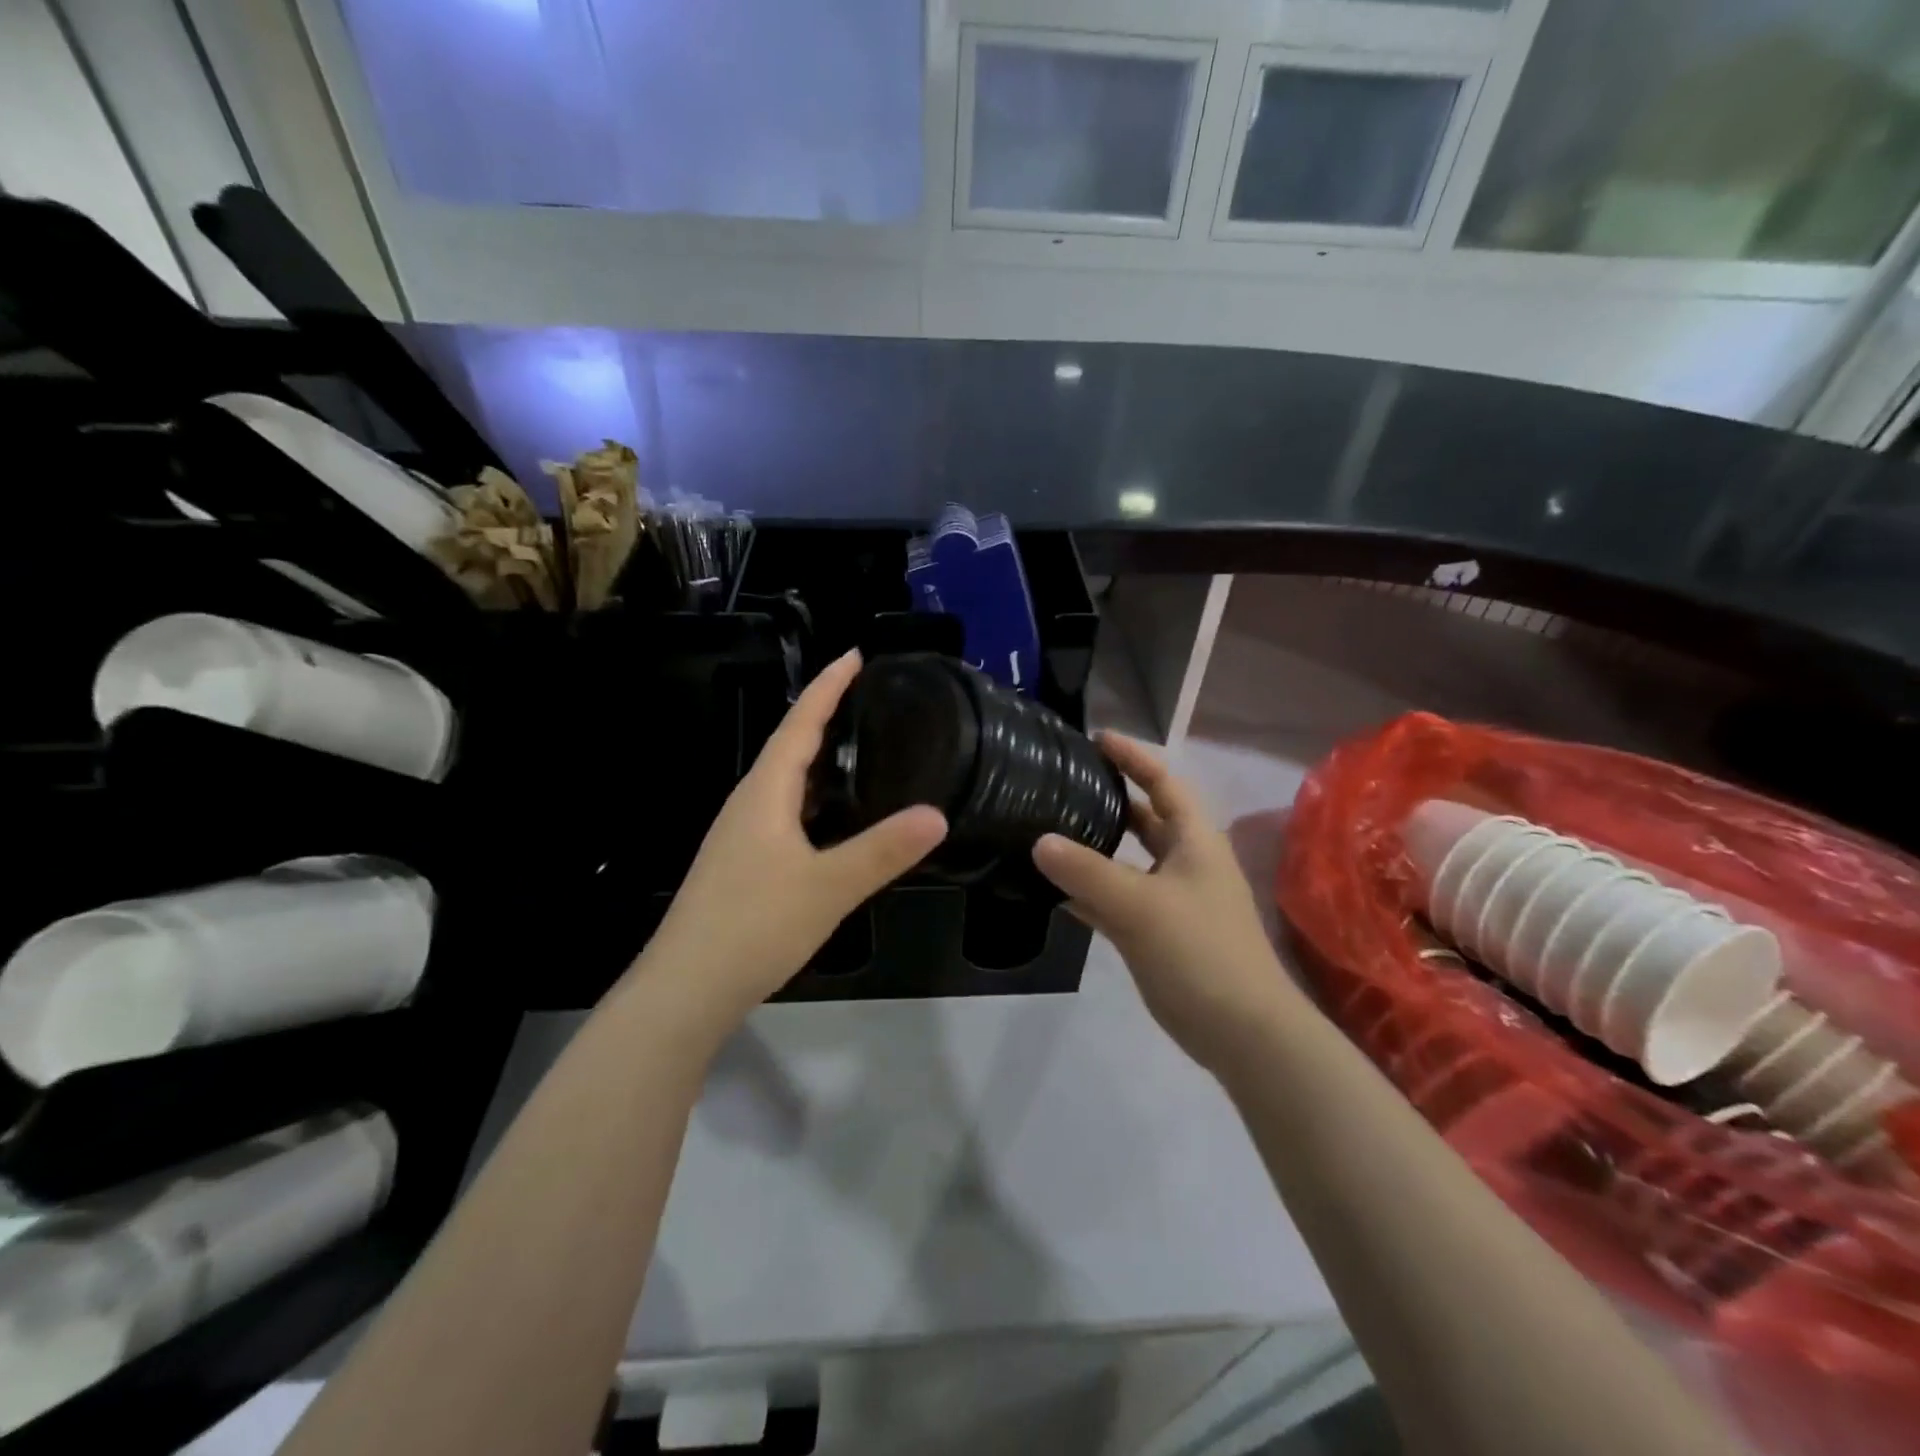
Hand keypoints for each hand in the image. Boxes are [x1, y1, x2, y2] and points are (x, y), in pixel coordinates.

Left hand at [639, 650, 947, 1026]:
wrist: (685, 989)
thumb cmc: (754, 926)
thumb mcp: (828, 887)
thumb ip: (882, 851)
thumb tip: (936, 814)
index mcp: (764, 794)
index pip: (799, 725)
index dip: (827, 689)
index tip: (853, 655)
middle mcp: (747, 805)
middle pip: (788, 747)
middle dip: (823, 717)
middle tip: (864, 697)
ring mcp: (738, 836)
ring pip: (783, 783)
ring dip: (816, 759)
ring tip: (855, 748)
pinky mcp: (739, 865)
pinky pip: (781, 812)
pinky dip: (810, 798)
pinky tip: (829, 820)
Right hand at [1032, 734, 1304, 1072]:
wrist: (1243, 1032)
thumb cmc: (1201, 952)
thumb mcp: (1140, 906)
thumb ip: (1087, 872)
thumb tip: (1038, 841)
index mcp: (1194, 840)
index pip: (1164, 782)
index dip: (1133, 756)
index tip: (1095, 738)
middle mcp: (1184, 862)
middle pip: (1145, 817)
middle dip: (1110, 798)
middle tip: (1063, 783)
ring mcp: (1171, 899)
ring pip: (1127, 860)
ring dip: (1094, 846)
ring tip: (1048, 828)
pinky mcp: (1157, 933)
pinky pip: (1116, 899)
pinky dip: (1089, 891)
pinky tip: (1053, 889)